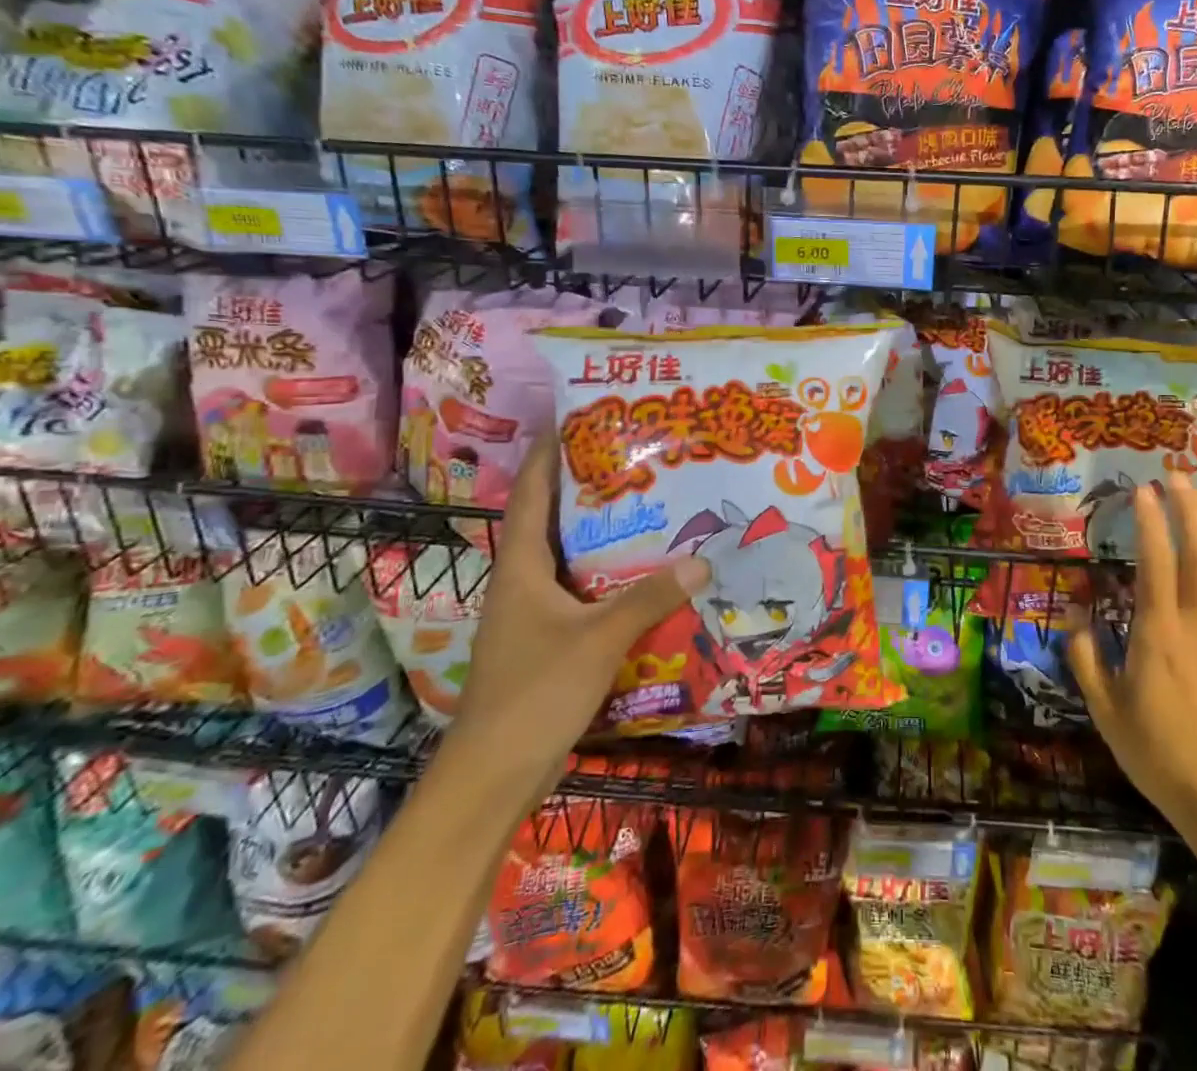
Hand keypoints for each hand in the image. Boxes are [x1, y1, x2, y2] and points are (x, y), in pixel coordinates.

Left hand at [445, 439, 710, 804]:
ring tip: (651, 505)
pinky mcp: (547, 640)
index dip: (551, 454)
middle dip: (589, 487)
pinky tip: (647, 573)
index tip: (578, 418)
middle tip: (637, 458)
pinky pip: (582, 591)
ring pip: (570, 557)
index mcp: (520, 567)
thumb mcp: (598, 639)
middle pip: (554, 520)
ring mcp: (532, 613)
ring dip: (603, 533)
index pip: (533, 494)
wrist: (493, 777)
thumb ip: (650, 597)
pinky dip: (610, 574)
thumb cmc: (535, 694)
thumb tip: (703, 559)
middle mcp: (522, 581)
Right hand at [1068, 473, 1196, 855]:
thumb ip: (1087, 661)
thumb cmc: (1159, 756)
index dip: (1150, 524)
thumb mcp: (1106, 713)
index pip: (1156, 565)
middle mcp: (1196, 626)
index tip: (1143, 493)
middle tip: (1176, 478)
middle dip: (1188, 510)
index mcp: (1157, 638)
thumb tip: (1077, 618)